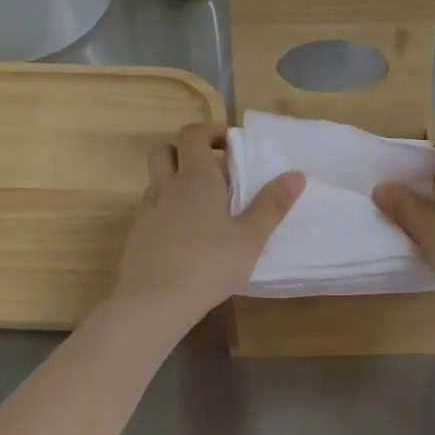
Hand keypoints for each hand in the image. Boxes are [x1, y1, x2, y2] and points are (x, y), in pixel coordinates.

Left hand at [114, 123, 304, 322]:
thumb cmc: (209, 264)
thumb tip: (296, 174)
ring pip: (157, 180)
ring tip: (204, 205)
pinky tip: (187, 234)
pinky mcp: (138, 234)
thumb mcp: (250, 237)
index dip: (210, 133)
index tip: (232, 146)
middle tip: (214, 171)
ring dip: (177, 180)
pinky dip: (168, 208)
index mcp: (196, 177)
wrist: (153, 302)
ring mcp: (148, 210)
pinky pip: (153, 208)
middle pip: (166, 151)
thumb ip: (272, 205)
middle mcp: (167, 186)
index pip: (193, 134)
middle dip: (187, 152)